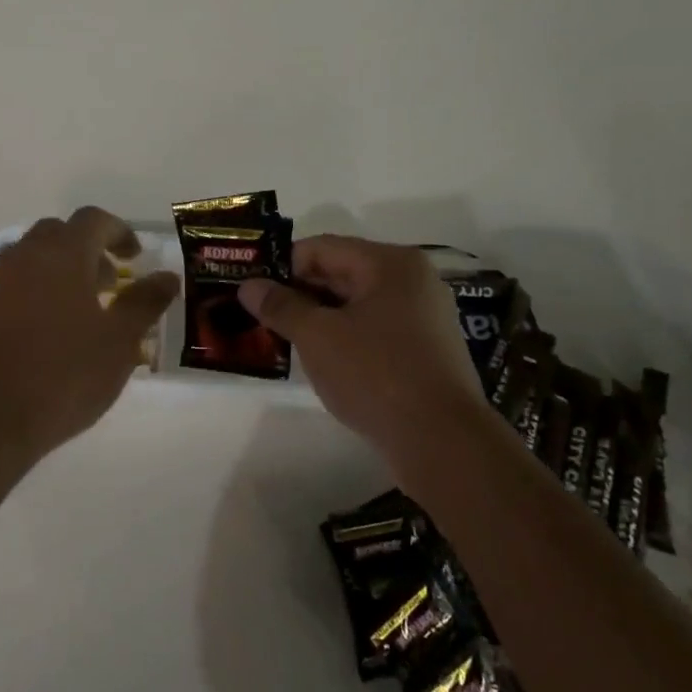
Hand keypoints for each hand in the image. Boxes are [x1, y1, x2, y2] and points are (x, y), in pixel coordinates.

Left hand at [0, 206, 179, 458]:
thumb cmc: (66, 373)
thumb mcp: (120, 340)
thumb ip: (145, 302)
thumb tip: (167, 276)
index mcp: (62, 253)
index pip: (94, 220)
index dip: (119, 232)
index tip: (136, 257)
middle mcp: (27, 256)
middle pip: (60, 232)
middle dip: (89, 248)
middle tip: (111, 283)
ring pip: (35, 255)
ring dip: (63, 267)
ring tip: (85, 307)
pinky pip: (17, 279)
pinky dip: (40, 286)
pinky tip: (54, 327)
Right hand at [237, 235, 485, 458]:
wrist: (444, 443)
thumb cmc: (376, 375)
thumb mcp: (317, 337)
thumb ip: (281, 306)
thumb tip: (248, 285)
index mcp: (390, 263)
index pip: (322, 248)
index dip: (282, 266)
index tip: (252, 290)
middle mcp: (412, 280)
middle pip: (341, 273)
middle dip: (299, 293)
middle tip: (260, 315)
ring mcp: (423, 316)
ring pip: (356, 304)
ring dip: (319, 318)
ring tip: (282, 338)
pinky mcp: (425, 351)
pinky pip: (374, 330)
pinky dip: (344, 337)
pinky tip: (320, 360)